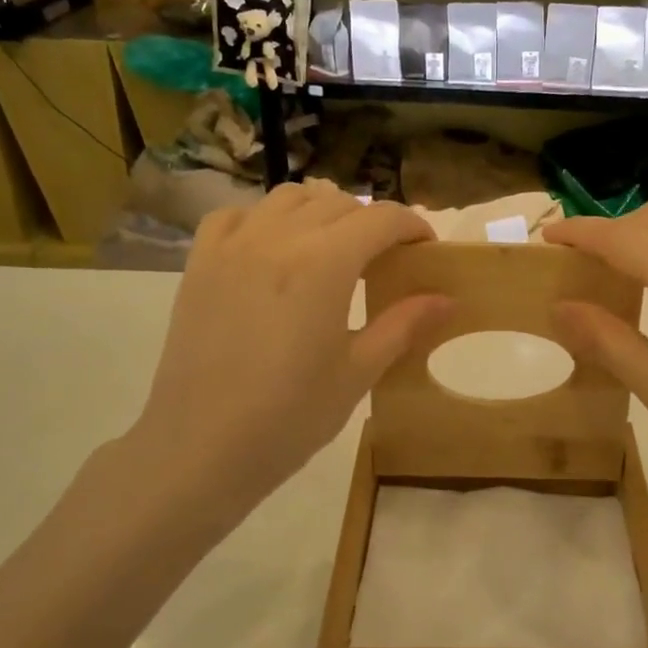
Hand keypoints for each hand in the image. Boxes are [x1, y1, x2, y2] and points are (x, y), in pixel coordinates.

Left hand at [126, 181, 449, 543]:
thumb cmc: (289, 418)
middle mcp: (278, 238)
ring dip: (322, 211)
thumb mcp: (357, 373)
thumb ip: (403, 325)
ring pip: (288, 198)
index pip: (381, 218)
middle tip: (386, 257)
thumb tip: (447, 299)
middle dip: (372, 221)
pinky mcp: (200, 263)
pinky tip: (273, 248)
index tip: (426, 248)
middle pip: (338, 203)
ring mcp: (233, 246)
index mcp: (324, 264)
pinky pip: (235, 216)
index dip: (412, 226)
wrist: (199, 448)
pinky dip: (264, 219)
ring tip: (334, 246)